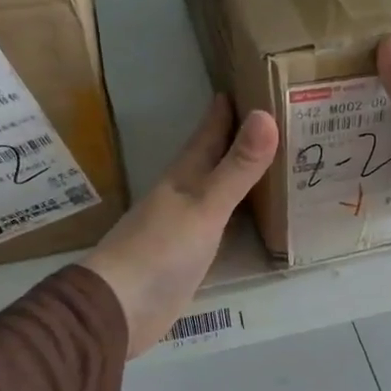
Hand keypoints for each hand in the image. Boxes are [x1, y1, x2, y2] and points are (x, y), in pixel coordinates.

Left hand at [84, 96, 278, 356]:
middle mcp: (183, 194)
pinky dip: (237, 211)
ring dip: (237, 174)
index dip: (227, 109)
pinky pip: (220, 222)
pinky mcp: (188, 256)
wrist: (119, 309)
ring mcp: (183, 225)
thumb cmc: (160, 251)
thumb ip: (237, 167)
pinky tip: (251, 215)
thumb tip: (265, 114)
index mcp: (183, 176)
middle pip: (212, 158)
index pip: (208, 132)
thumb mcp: (206, 206)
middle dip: (236, 137)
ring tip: (268, 160)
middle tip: (271, 117)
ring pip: (216, 189)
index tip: (250, 80)